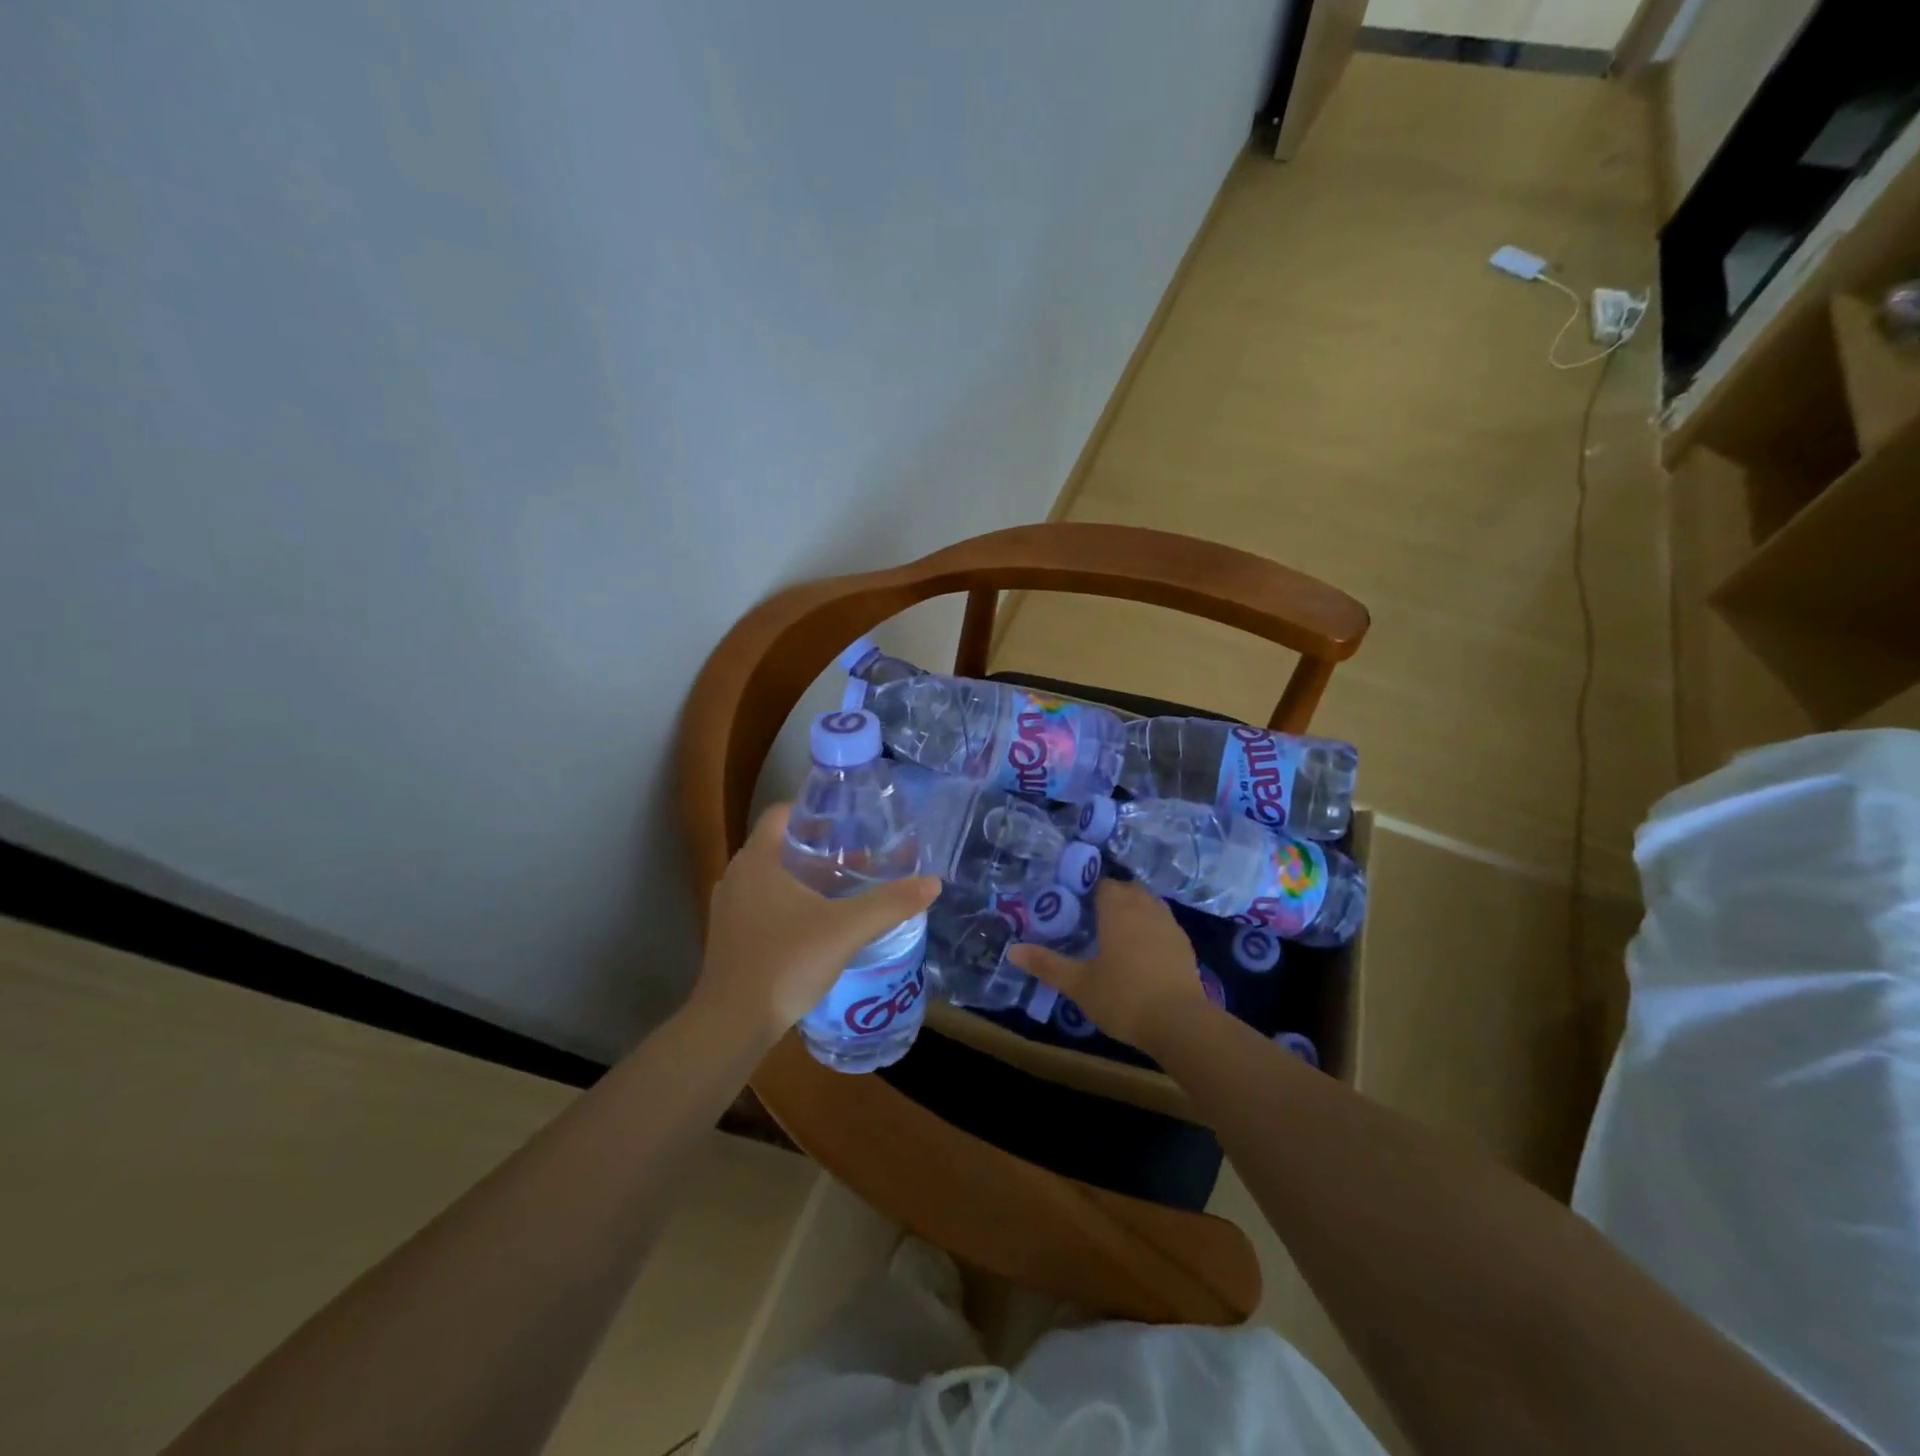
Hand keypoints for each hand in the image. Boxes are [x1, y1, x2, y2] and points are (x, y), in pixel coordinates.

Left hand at [692, 803, 939, 1048]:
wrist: (732, 1024)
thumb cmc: (786, 962)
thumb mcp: (846, 929)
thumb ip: (890, 904)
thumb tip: (933, 883)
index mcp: (758, 860)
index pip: (782, 813)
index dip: (814, 810)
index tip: (848, 819)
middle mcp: (738, 876)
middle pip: (781, 845)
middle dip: (819, 847)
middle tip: (859, 854)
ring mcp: (730, 908)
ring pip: (773, 877)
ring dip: (806, 877)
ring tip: (845, 887)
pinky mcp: (730, 937)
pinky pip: (764, 904)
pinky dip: (791, 903)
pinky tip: (820, 923)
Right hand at [1008, 879, 1211, 1049]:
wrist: (1180, 1023)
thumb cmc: (1123, 997)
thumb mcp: (1078, 983)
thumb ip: (1046, 964)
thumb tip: (1012, 950)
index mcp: (1117, 908)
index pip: (1104, 884)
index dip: (1090, 891)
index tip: (1078, 907)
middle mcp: (1145, 907)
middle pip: (1128, 889)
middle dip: (1113, 898)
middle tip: (1095, 921)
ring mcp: (1169, 924)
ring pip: (1149, 904)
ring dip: (1135, 912)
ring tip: (1118, 935)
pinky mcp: (1185, 945)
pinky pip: (1163, 925)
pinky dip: (1152, 930)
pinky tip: (1143, 954)